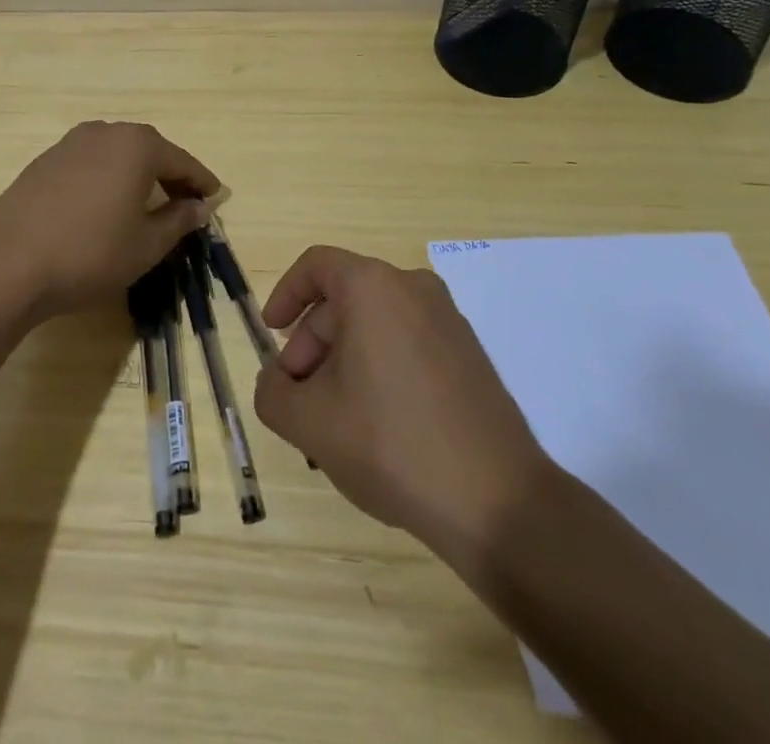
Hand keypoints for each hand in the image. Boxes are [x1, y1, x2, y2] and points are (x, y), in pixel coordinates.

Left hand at [0, 121, 219, 318]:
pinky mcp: (44, 161)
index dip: (202, 182)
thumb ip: (179, 220)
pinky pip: (90, 163)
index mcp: (138, 146)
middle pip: (150, 151)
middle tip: (185, 203)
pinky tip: (104, 206)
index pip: (182, 161)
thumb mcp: (146, 245)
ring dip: (137, 175)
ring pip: (117, 155)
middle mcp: (105, 132)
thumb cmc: (90, 253)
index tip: (216, 198)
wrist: (6, 264)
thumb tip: (199, 207)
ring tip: (146, 205)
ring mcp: (70, 143)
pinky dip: (107, 178)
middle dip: (170, 175)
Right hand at [253, 247, 555, 562]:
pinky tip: (376, 425)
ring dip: (343, 360)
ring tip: (334, 419)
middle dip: (312, 343)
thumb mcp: (310, 423)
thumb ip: (273, 392)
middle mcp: (413, 288)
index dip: (285, 294)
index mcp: (374, 287)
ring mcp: (448, 320)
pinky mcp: (468, 353)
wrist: (498, 502)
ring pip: (375, 324)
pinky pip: (407, 342)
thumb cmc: (392, 444)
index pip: (316, 266)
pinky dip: (379, 367)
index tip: (271, 334)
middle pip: (344, 299)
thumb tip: (276, 381)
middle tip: (299, 397)